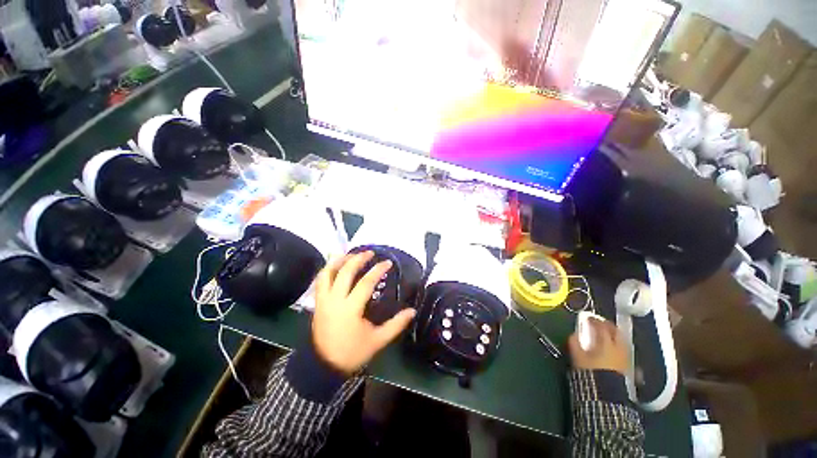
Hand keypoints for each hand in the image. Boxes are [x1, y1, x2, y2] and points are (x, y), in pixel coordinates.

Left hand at [312, 251, 416, 374]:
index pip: (365, 283)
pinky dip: (327, 269)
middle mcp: (334, 301)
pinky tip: (335, 265)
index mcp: (350, 309)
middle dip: (358, 259)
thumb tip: (412, 311)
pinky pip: (320, 281)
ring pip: (327, 273)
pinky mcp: (317, 303)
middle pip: (345, 272)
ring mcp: (323, 301)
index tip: (387, 262)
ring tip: (350, 253)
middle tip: (369, 253)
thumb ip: (396, 325)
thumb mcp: (377, 340)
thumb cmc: (352, 353)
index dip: (377, 270)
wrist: (323, 366)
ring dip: (339, 260)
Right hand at [568, 318, 628, 374]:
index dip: (594, 320)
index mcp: (606, 342)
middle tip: (600, 323)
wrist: (606, 395)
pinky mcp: (628, 367)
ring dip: (615, 335)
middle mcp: (619, 347)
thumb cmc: (591, 372)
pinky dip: (619, 346)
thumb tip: (574, 334)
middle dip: (608, 326)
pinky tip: (613, 350)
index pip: (601, 326)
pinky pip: (624, 351)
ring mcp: (625, 357)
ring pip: (622, 341)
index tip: (588, 318)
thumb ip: (575, 342)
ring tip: (607, 335)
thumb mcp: (577, 356)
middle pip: (616, 331)